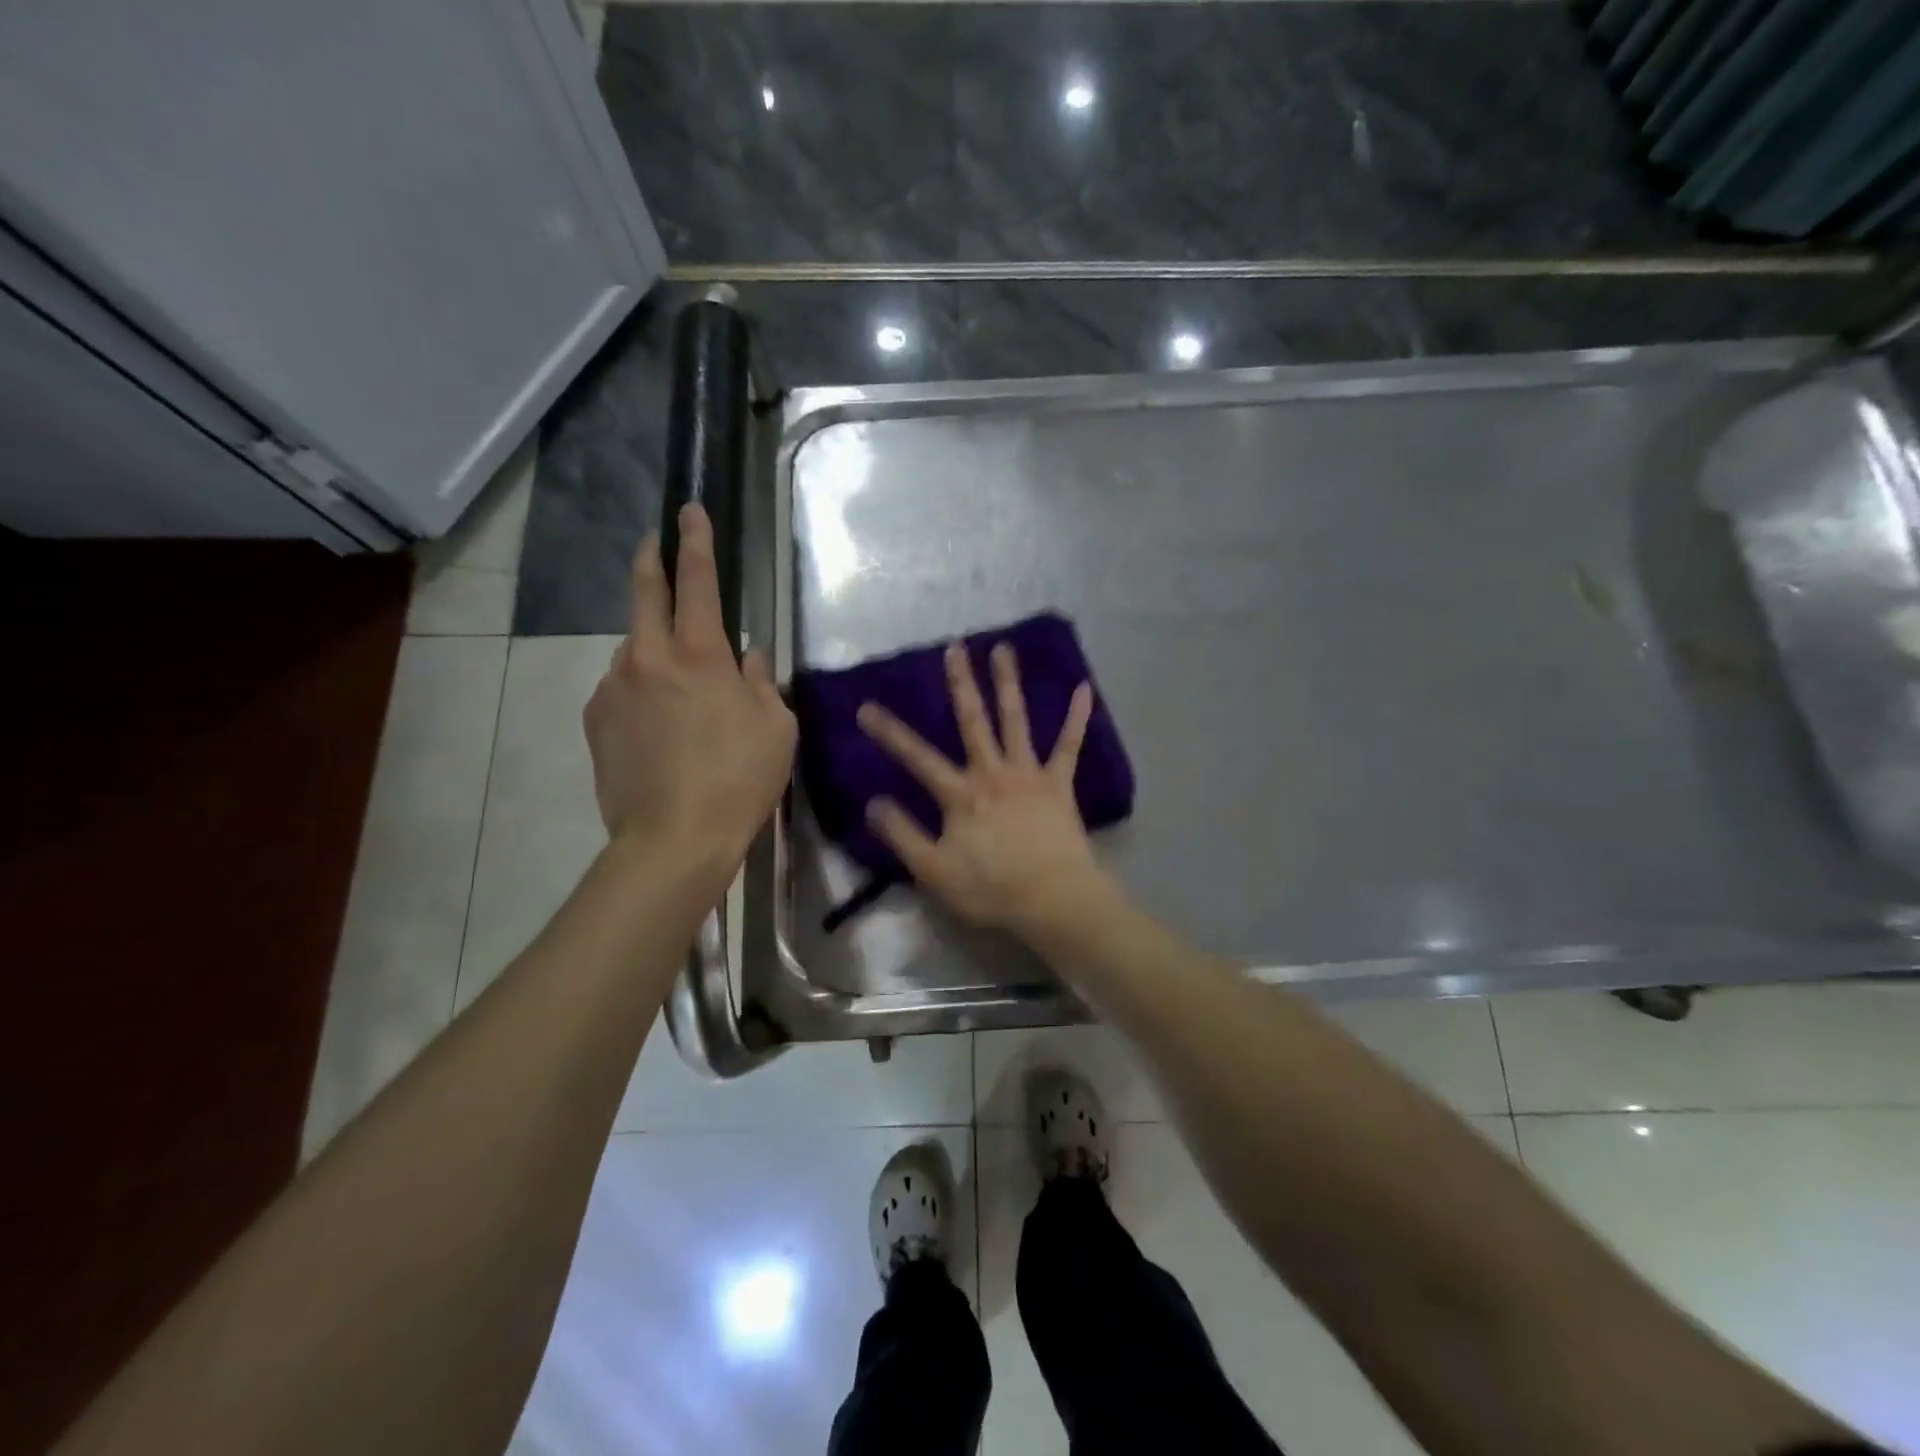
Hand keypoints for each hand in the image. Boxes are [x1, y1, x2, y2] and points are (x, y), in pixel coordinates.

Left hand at [584, 504, 795, 866]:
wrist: (673, 839)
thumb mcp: (776, 727)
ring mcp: (614, 687)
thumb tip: (751, 656)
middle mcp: (648, 657)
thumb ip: (762, 681)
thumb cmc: (740, 779)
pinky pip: (622, 687)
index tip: (690, 510)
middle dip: (651, 559)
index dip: (696, 542)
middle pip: (644, 592)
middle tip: (654, 541)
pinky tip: (658, 723)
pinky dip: (641, 688)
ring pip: (634, 648)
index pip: (698, 581)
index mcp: (700, 655)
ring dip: (653, 645)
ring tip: (677, 679)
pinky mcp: (596, 719)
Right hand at [857, 642, 1115, 939]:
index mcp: (961, 795)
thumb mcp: (934, 871)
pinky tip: (1085, 688)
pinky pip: (1070, 745)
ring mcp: (1029, 774)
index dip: (890, 733)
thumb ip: (903, 835)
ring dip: (1008, 684)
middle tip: (955, 646)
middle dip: (961, 683)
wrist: (1054, 900)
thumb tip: (873, 802)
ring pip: (1016, 720)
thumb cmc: (992, 889)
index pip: (917, 758)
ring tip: (1003, 649)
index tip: (866, 706)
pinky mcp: (1059, 784)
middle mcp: (993, 773)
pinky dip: (1078, 717)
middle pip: (972, 721)